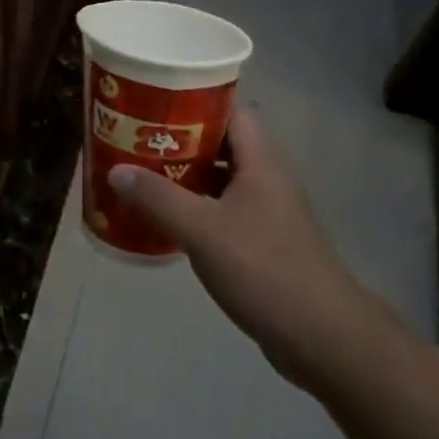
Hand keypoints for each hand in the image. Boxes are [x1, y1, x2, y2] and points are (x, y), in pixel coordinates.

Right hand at [109, 109, 370, 390]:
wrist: (322, 337)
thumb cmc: (264, 269)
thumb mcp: (203, 230)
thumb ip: (158, 198)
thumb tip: (116, 170)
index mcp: (260, 161)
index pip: (230, 110)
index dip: (195, 101)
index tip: (155, 102)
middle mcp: (265, 178)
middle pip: (220, 143)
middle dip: (179, 140)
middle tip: (136, 139)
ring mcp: (266, 211)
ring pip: (219, 178)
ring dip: (184, 175)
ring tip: (141, 174)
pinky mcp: (262, 242)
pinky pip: (221, 210)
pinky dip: (194, 208)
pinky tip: (164, 219)